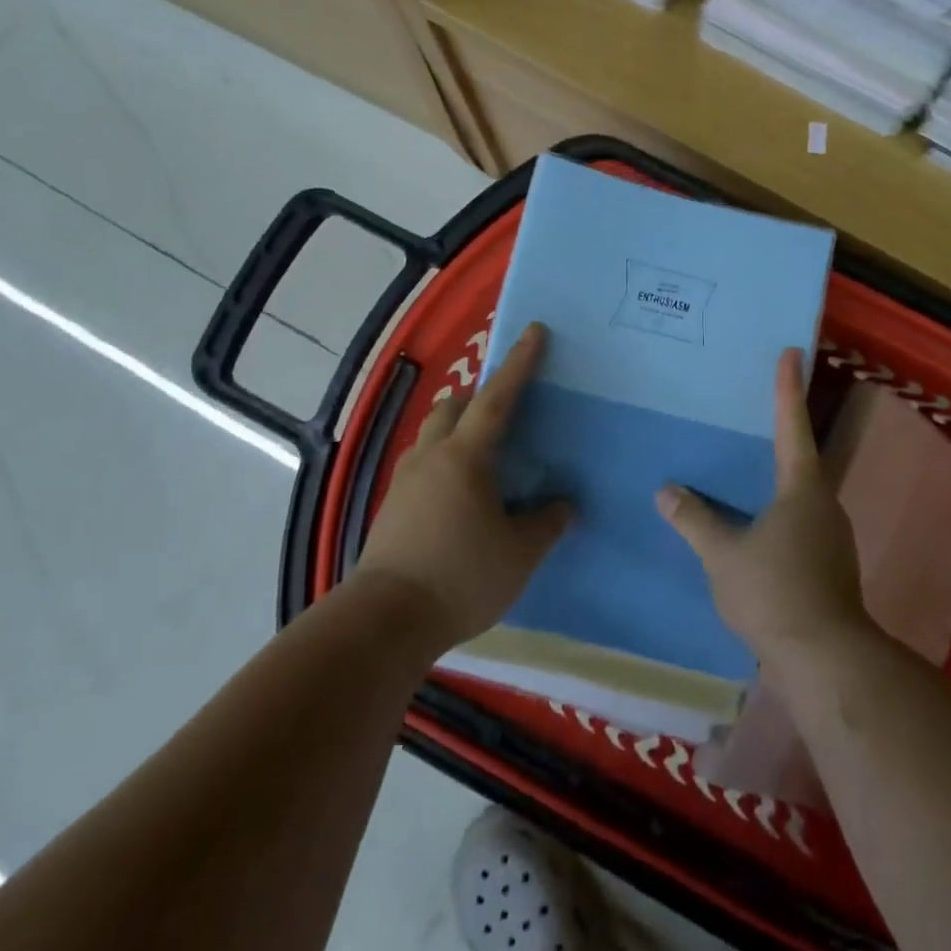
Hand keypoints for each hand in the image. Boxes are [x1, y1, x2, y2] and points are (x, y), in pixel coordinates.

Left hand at [355, 322, 572, 648]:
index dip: (519, 364)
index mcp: (465, 458)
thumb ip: (546, 523)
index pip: (496, 399)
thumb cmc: (461, 577)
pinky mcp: (391, 507)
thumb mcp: (519, 553)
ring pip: (432, 436)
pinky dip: (444, 463)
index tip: (534, 331)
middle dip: (479, 399)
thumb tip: (564, 505)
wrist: (385, 620)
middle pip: (452, 408)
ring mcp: (404, 481)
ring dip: (457, 431)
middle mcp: (430, 457)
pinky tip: (459, 497)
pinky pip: (422, 465)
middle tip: (506, 413)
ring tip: (484, 458)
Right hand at [656, 347, 869, 669]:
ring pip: (801, 495)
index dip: (788, 389)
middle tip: (757, 412)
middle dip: (782, 433)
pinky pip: (800, 523)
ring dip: (778, 480)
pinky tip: (756, 528)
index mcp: (802, 489)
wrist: (825, 659)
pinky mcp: (829, 565)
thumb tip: (667, 492)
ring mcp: (831, 536)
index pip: (792, 427)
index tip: (792, 353)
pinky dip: (778, 513)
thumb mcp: (723, 555)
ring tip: (748, 473)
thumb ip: (695, 521)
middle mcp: (824, 504)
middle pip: (801, 459)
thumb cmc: (775, 592)